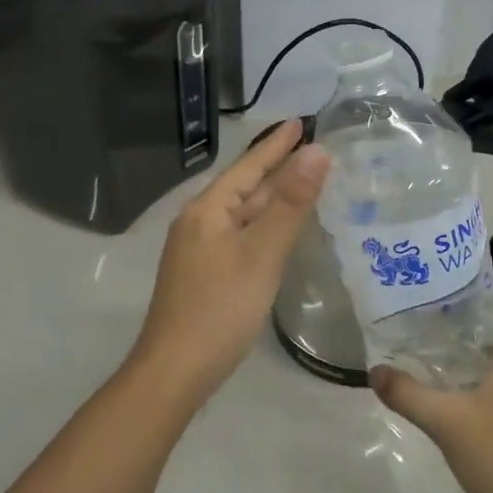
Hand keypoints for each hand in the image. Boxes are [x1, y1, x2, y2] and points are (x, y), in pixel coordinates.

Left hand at [126, 119, 329, 401]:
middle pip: (245, 189)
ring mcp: (198, 252)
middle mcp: (199, 224)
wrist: (175, 372)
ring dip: (272, 200)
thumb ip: (290, 203)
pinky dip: (264, 228)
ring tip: (304, 184)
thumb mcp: (261, 253)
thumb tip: (317, 151)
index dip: (277, 145)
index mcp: (207, 211)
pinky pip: (240, 239)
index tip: (301, 121)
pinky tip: (280, 234)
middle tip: (313, 150)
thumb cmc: (220, 308)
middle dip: (277, 169)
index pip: (248, 167)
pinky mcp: (205, 276)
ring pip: (243, 216)